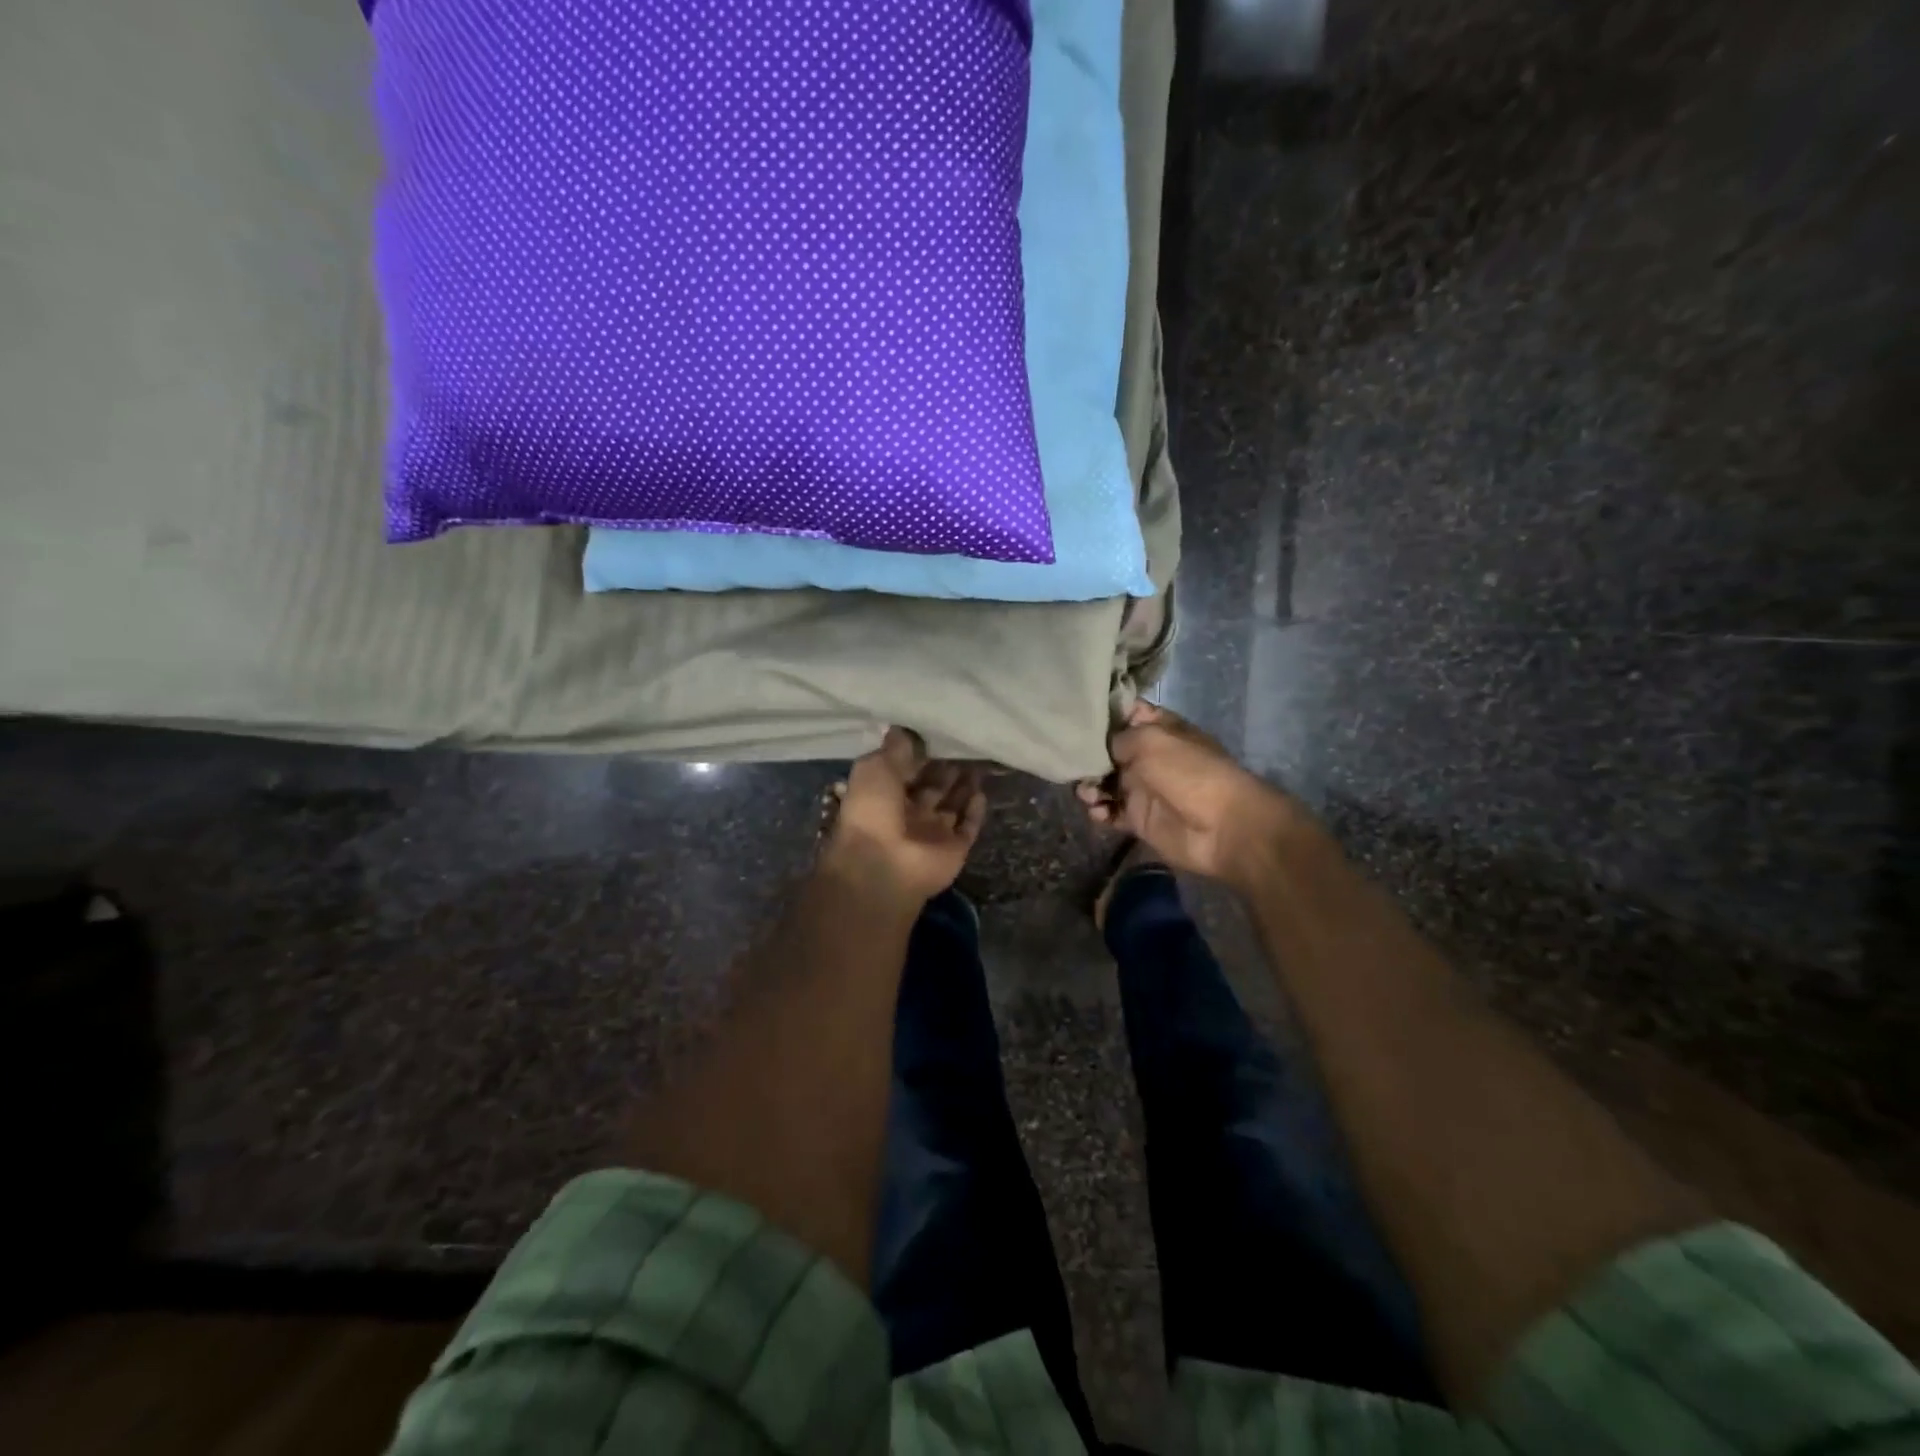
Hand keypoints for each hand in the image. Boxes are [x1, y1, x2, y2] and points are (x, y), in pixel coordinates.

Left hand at [822, 727, 986, 903]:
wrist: (884, 864)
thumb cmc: (873, 810)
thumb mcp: (875, 768)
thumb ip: (894, 749)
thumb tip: (902, 728)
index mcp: (884, 796)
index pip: (906, 771)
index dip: (921, 754)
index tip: (939, 732)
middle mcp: (909, 814)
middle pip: (932, 787)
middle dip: (946, 768)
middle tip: (965, 744)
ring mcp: (932, 833)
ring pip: (952, 804)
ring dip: (964, 786)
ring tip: (979, 761)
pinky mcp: (954, 849)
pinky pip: (967, 826)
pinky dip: (975, 811)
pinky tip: (981, 791)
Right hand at [1076, 702, 1306, 888]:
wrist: (1222, 827)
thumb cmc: (1189, 772)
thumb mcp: (1150, 740)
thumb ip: (1117, 738)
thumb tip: (1099, 747)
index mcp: (1159, 729)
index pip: (1126, 713)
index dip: (1103, 713)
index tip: (1075, 714)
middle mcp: (1148, 756)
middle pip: (1107, 750)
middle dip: (1088, 754)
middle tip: (1072, 761)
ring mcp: (1143, 788)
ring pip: (1104, 782)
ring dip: (1090, 785)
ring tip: (1088, 792)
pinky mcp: (1138, 819)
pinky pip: (1109, 812)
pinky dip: (1099, 810)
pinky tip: (1098, 811)